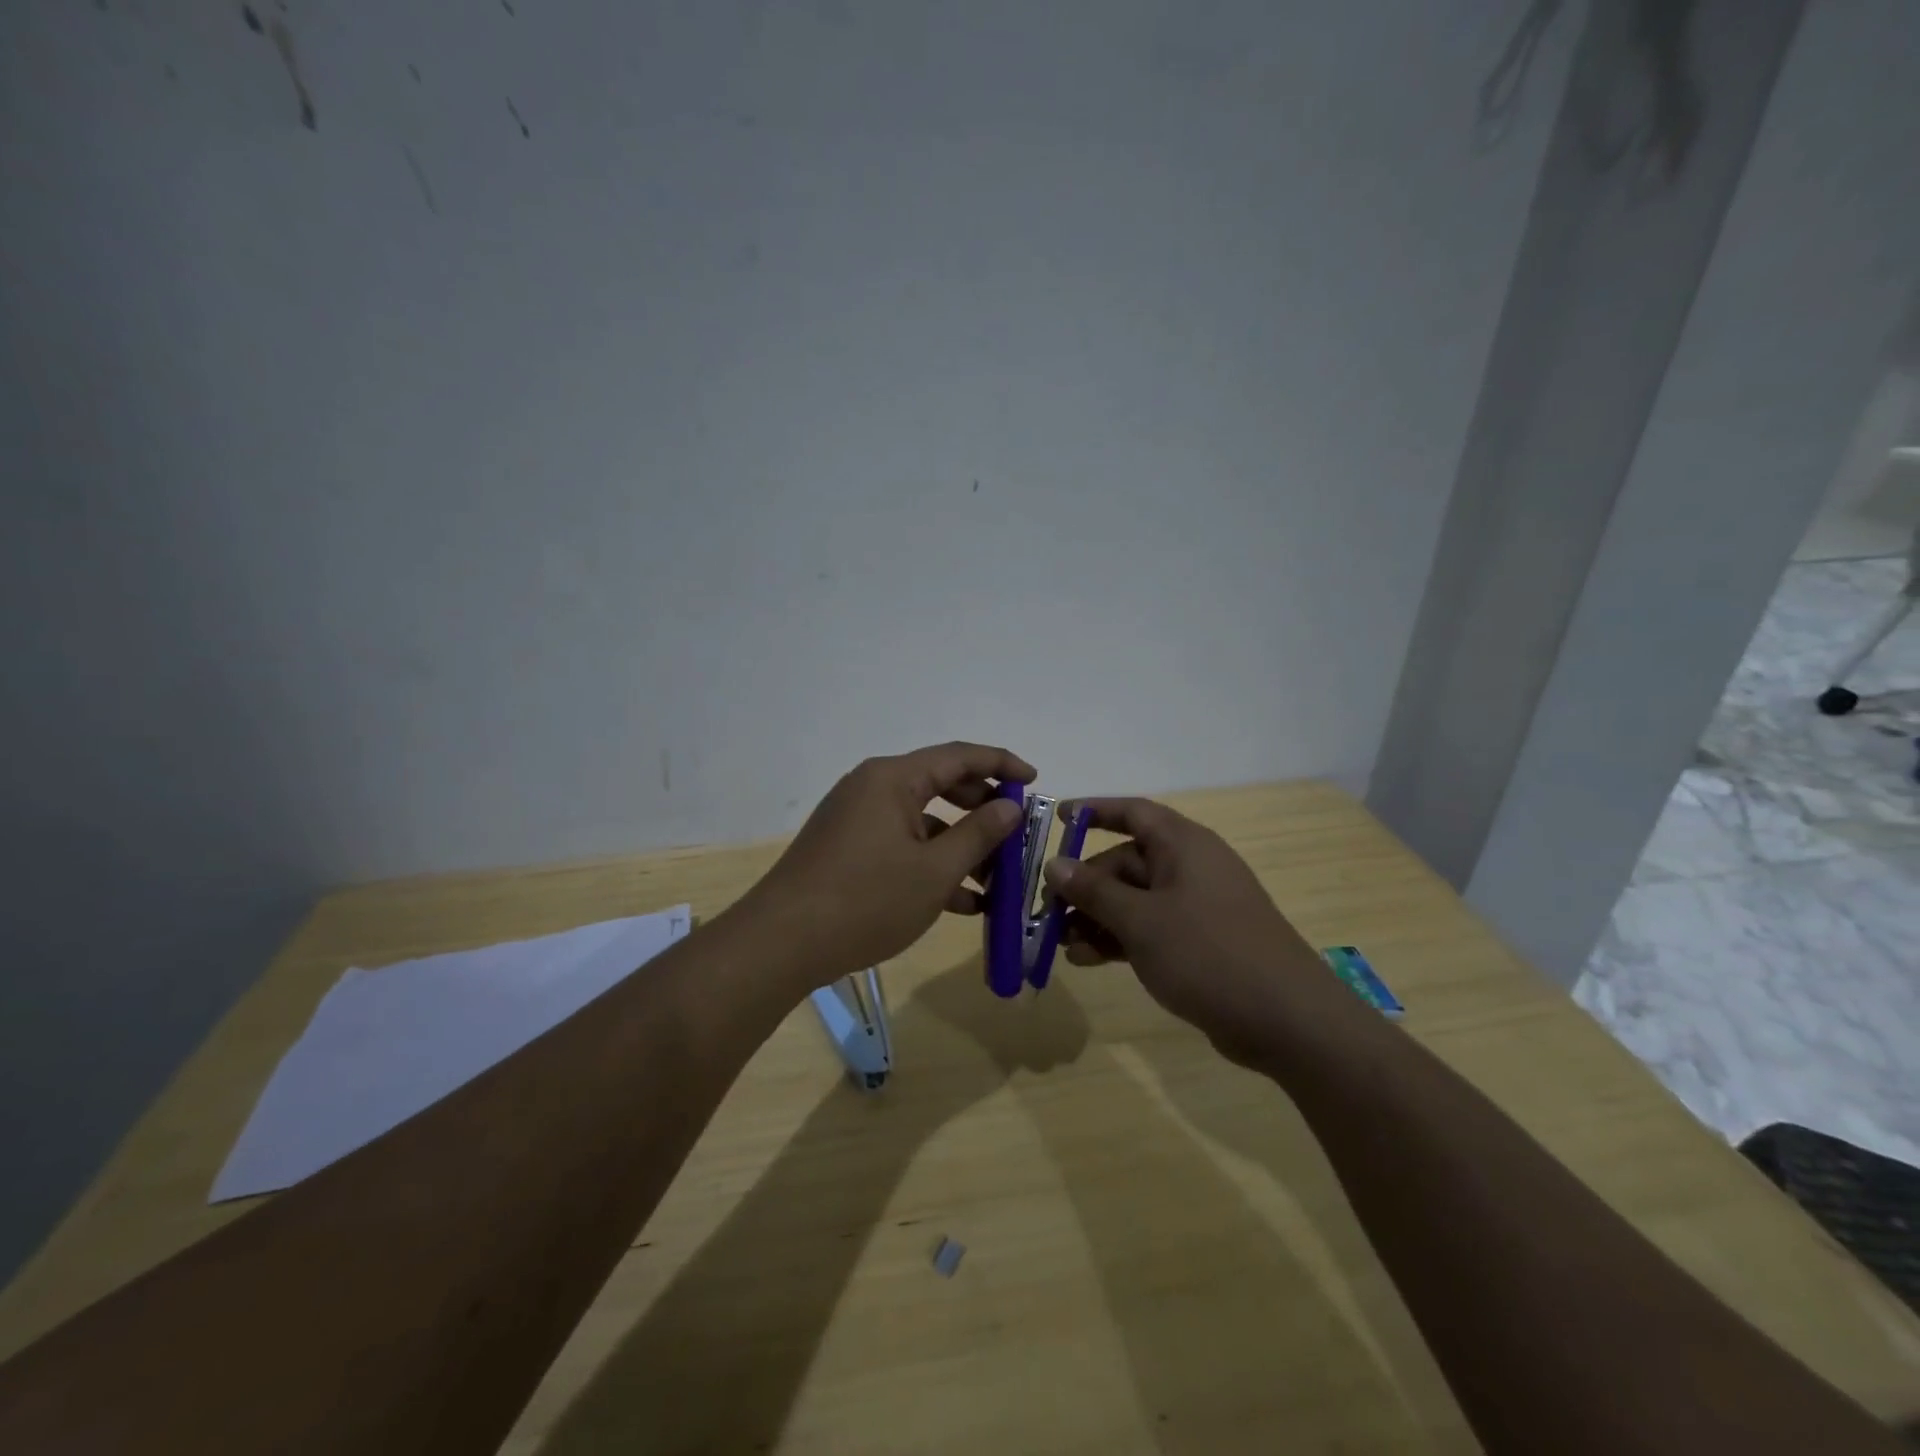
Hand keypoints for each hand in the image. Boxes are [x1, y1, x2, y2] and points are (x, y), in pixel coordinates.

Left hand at [740, 742, 1035, 985]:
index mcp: (893, 779)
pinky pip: (901, 845)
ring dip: (960, 846)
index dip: (1001, 764)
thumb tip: (1010, 805)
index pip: (959, 756)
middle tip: (1016, 833)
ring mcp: (857, 819)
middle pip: (941, 785)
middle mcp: (873, 788)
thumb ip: (979, 834)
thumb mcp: (934, 870)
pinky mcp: (847, 849)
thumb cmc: (866, 900)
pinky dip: (931, 864)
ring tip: (997, 880)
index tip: (1035, 780)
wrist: (781, 944)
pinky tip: (962, 902)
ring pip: (923, 821)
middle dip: (983, 810)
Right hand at [1043, 798, 1353, 1065]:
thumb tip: (1055, 864)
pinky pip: (1149, 928)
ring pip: (1134, 900)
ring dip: (1096, 918)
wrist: (1286, 1020)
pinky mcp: (1200, 942)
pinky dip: (1119, 939)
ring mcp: (1196, 907)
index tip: (1056, 820)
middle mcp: (1190, 868)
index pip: (1132, 812)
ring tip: (1060, 944)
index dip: (1094, 811)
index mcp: (1183, 845)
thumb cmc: (1208, 953)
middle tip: (1048, 911)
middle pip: (1126, 862)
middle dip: (1085, 885)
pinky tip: (1087, 960)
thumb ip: (1094, 891)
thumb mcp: (1140, 920)